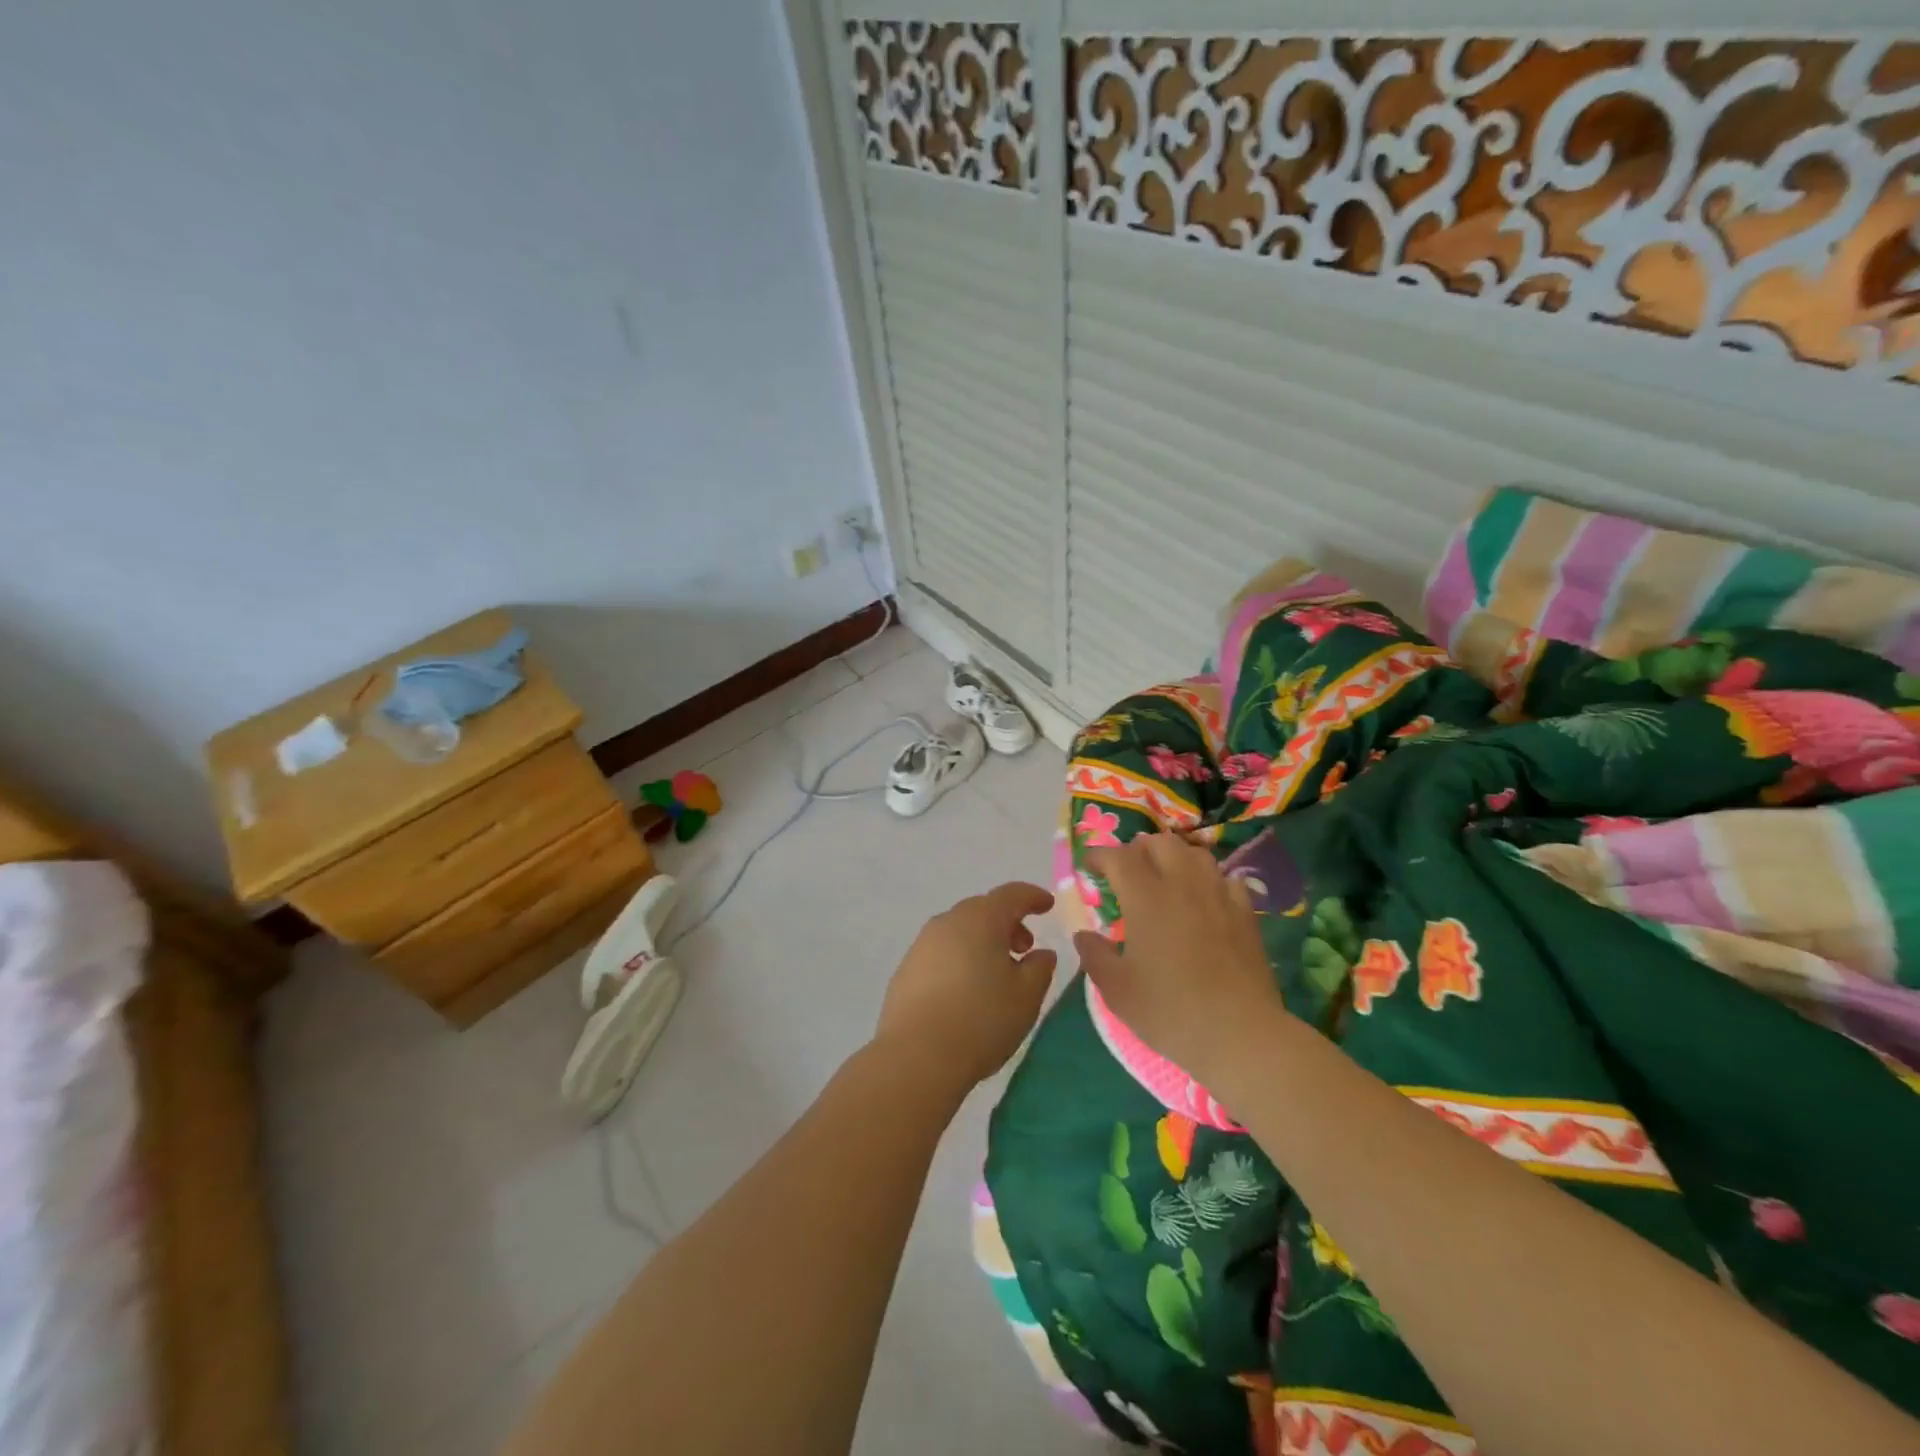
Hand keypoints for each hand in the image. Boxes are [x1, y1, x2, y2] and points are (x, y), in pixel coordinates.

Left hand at [874, 882, 1058, 1090]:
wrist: (917, 1056)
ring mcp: (922, 944)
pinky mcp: (906, 969)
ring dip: (982, 941)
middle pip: (983, 910)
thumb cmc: (982, 1019)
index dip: (1032, 897)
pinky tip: (966, 989)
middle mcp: (948, 922)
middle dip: (1007, 922)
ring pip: (960, 931)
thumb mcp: (1026, 996)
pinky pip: (941, 952)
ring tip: (997, 972)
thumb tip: (1041, 953)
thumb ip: (1040, 968)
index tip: (1047, 905)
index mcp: (980, 919)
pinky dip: (960, 958)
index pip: (1011, 894)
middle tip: (1024, 947)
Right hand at [1075, 835, 1287, 1080]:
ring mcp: (1219, 895)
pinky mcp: (1246, 913)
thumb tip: (1083, 935)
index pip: (1118, 857)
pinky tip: (1205, 898)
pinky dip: (1209, 880)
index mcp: (1146, 898)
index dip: (1099, 855)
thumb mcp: (1117, 990)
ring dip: (1175, 857)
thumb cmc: (1170, 1011)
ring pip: (1195, 854)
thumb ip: (1095, 956)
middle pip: (1160, 843)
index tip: (1089, 866)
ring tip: (1165, 878)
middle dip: (1138, 850)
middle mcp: (1182, 885)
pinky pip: (1226, 879)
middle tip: (1128, 872)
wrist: (1240, 1034)